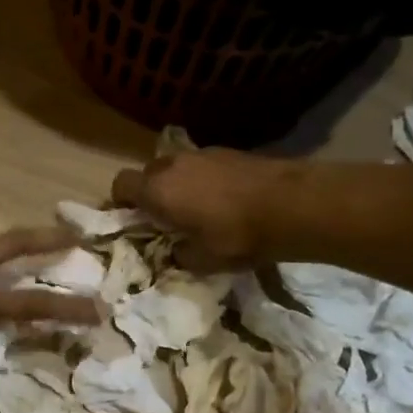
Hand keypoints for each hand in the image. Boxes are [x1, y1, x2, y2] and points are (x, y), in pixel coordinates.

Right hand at [111, 149, 290, 270]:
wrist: (292, 205)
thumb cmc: (237, 236)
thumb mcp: (203, 261)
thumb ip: (180, 256)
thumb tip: (176, 251)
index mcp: (157, 190)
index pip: (121, 184)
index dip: (120, 201)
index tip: (130, 219)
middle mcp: (173, 165)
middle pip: (148, 172)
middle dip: (151, 192)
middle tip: (165, 217)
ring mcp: (203, 154)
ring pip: (177, 167)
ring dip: (179, 184)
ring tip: (198, 208)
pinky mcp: (230, 151)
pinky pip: (203, 165)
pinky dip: (204, 179)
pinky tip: (225, 200)